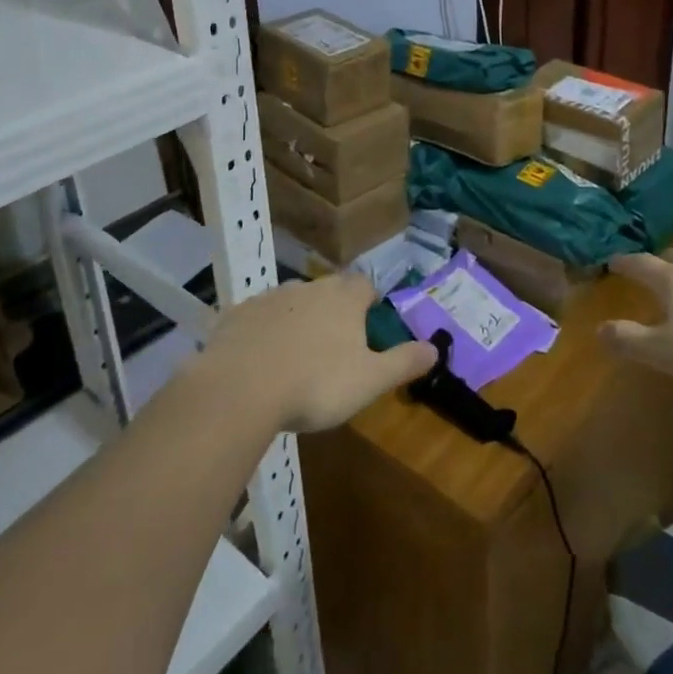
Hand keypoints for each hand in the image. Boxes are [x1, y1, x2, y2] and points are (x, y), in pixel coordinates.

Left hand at [199, 273, 437, 432]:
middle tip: (334, 346)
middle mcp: (308, 287)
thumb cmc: (316, 384)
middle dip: (333, 311)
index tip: (368, 323)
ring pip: (292, 302)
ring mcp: (269, 297)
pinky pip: (257, 318)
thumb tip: (436, 348)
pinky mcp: (237, 314)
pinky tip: (259, 361)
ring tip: (296, 356)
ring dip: (297, 320)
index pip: (364, 285)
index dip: (368, 301)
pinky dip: (263, 332)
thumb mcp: (370, 381)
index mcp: (343, 299)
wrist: (240, 388)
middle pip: (327, 290)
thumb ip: (404, 362)